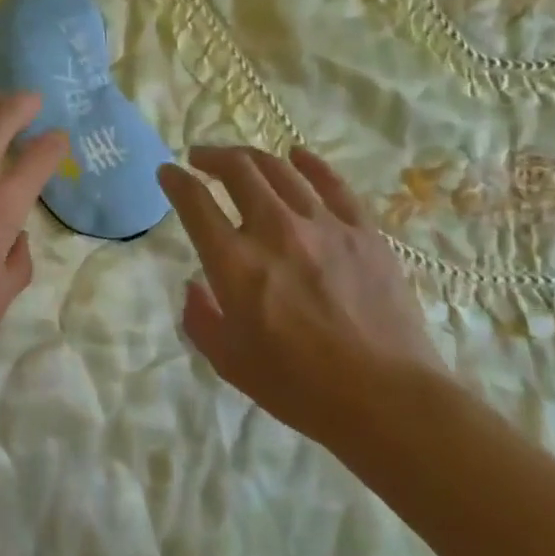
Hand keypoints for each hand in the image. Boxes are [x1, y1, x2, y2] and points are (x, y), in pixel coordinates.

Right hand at [158, 145, 444, 441]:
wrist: (387, 399)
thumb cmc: (300, 387)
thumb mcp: (229, 363)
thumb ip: (201, 319)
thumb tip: (194, 287)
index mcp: (235, 263)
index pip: (195, 202)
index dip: (175, 180)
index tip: (167, 172)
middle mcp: (274, 230)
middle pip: (238, 170)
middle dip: (212, 157)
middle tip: (201, 158)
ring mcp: (323, 224)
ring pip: (280, 170)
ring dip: (252, 157)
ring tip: (241, 159)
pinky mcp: (362, 230)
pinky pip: (332, 183)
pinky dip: (309, 163)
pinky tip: (298, 156)